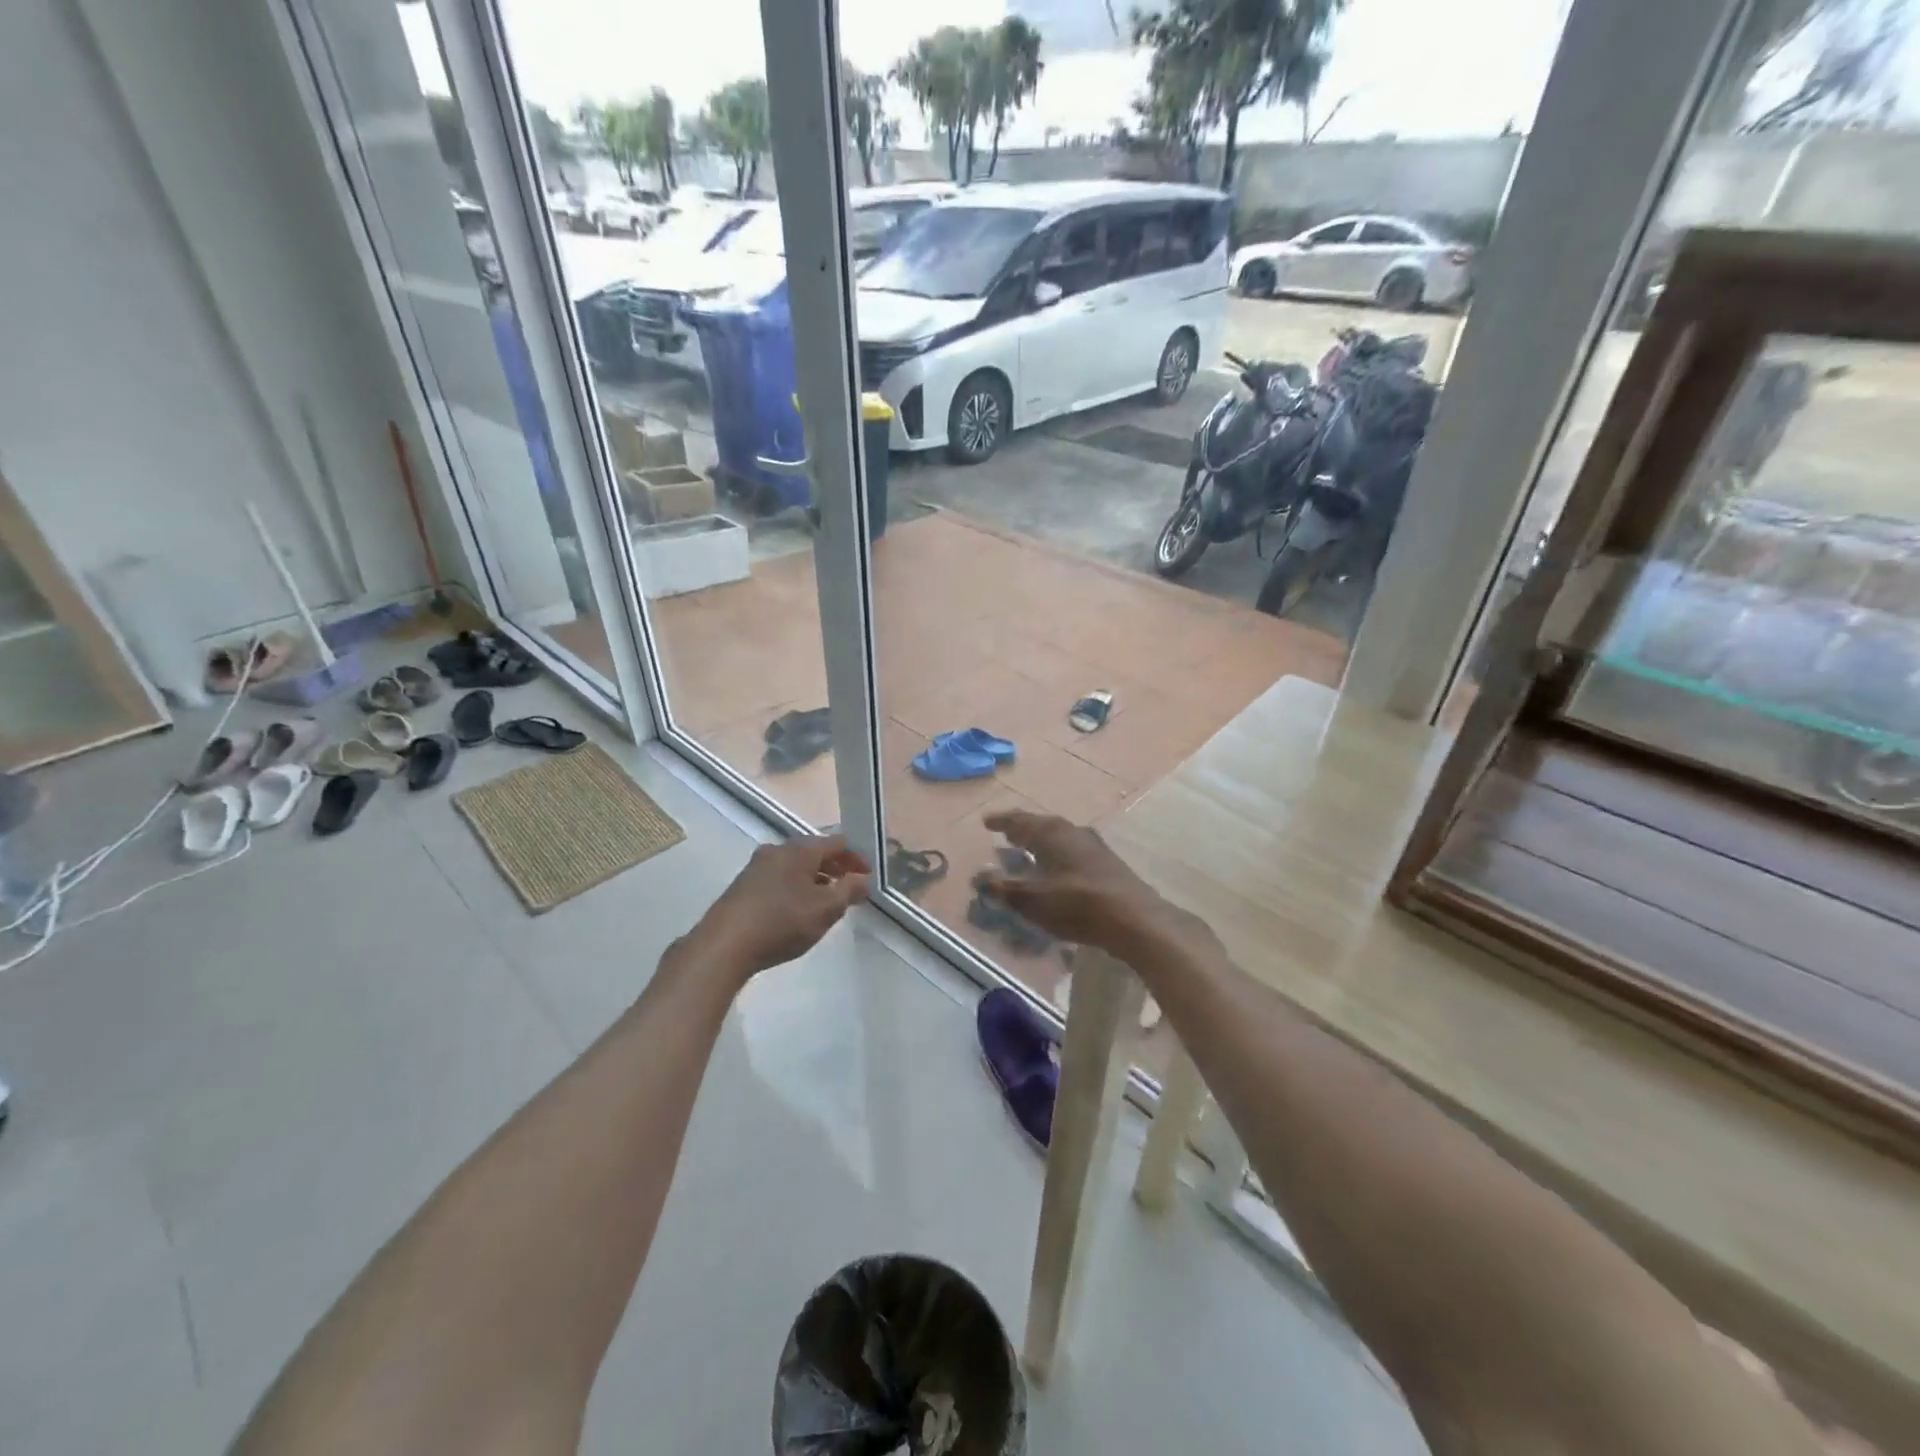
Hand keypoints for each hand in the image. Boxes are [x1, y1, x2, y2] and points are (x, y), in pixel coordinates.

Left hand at [691, 836, 870, 981]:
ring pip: (795, 865)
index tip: (868, 875)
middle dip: (836, 868)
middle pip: (815, 851)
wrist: (723, 945)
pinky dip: (796, 886)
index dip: (857, 857)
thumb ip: (849, 891)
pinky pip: (779, 878)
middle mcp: (777, 849)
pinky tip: (797, 909)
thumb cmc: (781, 922)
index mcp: (800, 849)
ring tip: (826, 901)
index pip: (838, 842)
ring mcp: (756, 866)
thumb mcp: (825, 910)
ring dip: (815, 878)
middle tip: (851, 888)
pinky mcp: (743, 885)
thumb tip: (863, 879)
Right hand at [982, 810, 1190, 955]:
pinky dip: (1058, 858)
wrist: (1134, 919)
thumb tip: (980, 878)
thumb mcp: (1032, 900)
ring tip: (1029, 852)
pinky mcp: (1108, 866)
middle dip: (1023, 831)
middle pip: (1042, 826)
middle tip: (1007, 835)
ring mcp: (1094, 847)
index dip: (1002, 822)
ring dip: (1042, 844)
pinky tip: (1058, 872)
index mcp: (1051, 833)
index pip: (1020, 821)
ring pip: (1060, 839)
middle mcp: (1072, 832)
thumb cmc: (1076, 904)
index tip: (987, 823)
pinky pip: (1073, 854)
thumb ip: (1004, 889)